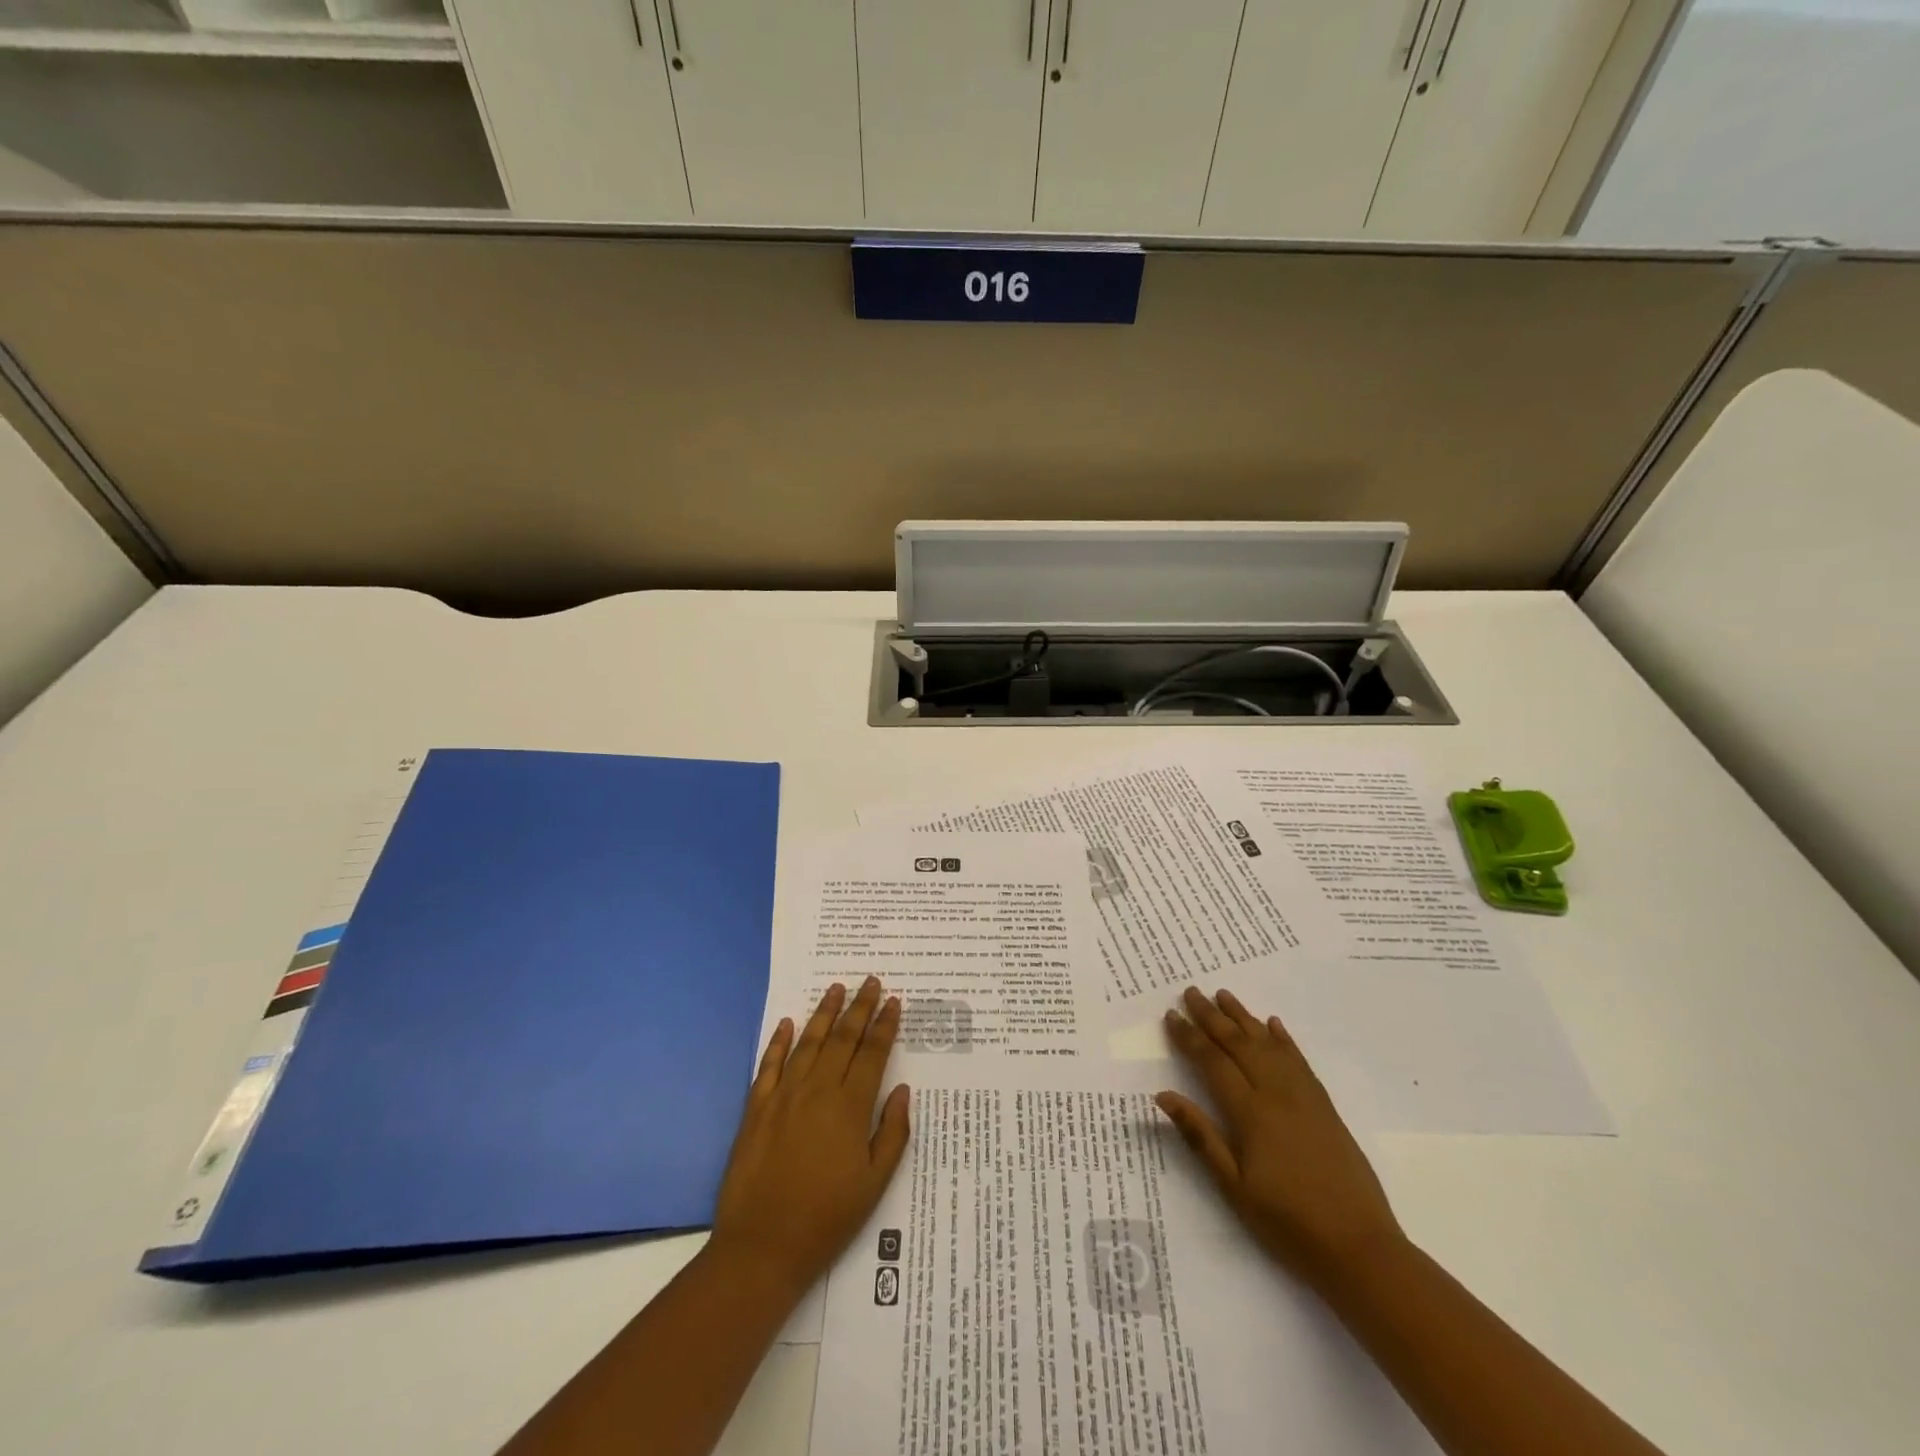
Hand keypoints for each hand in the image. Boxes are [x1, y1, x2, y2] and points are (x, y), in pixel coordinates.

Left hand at [709, 978, 910, 1296]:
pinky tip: (786, 1023)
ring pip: (808, 1042)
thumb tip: (902, 1090)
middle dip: (859, 1007)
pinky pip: (769, 1064)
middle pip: (842, 1039)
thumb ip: (892, 1133)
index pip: (872, 1054)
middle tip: (871, 982)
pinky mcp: (756, 1108)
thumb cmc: (827, 1218)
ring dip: (824, 1013)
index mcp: (850, 1108)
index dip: (884, 1025)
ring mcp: (783, 1096)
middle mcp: (817, 1091)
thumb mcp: (875, 1184)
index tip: (894, 1001)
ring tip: (836, 988)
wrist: (762, 1247)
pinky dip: (778, 1041)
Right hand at [1158, 986, 1404, 1289]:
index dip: (1189, 1037)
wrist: (1360, 1248)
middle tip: (1190, 992)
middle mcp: (1276, 1094)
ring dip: (1244, 1017)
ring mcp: (1304, 1097)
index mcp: (1250, 1113)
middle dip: (1212, 1016)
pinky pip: (1300, 1061)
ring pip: (1268, 1044)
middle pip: (1239, 1044)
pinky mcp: (1325, 1107)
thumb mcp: (1234, 1187)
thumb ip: (1200, 1136)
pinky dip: (1284, 1039)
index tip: (1171, 1016)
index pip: (1212, 1062)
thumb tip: (1163, 1095)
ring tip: (1224, 995)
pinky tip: (1274, 1025)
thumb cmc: (1288, 1223)